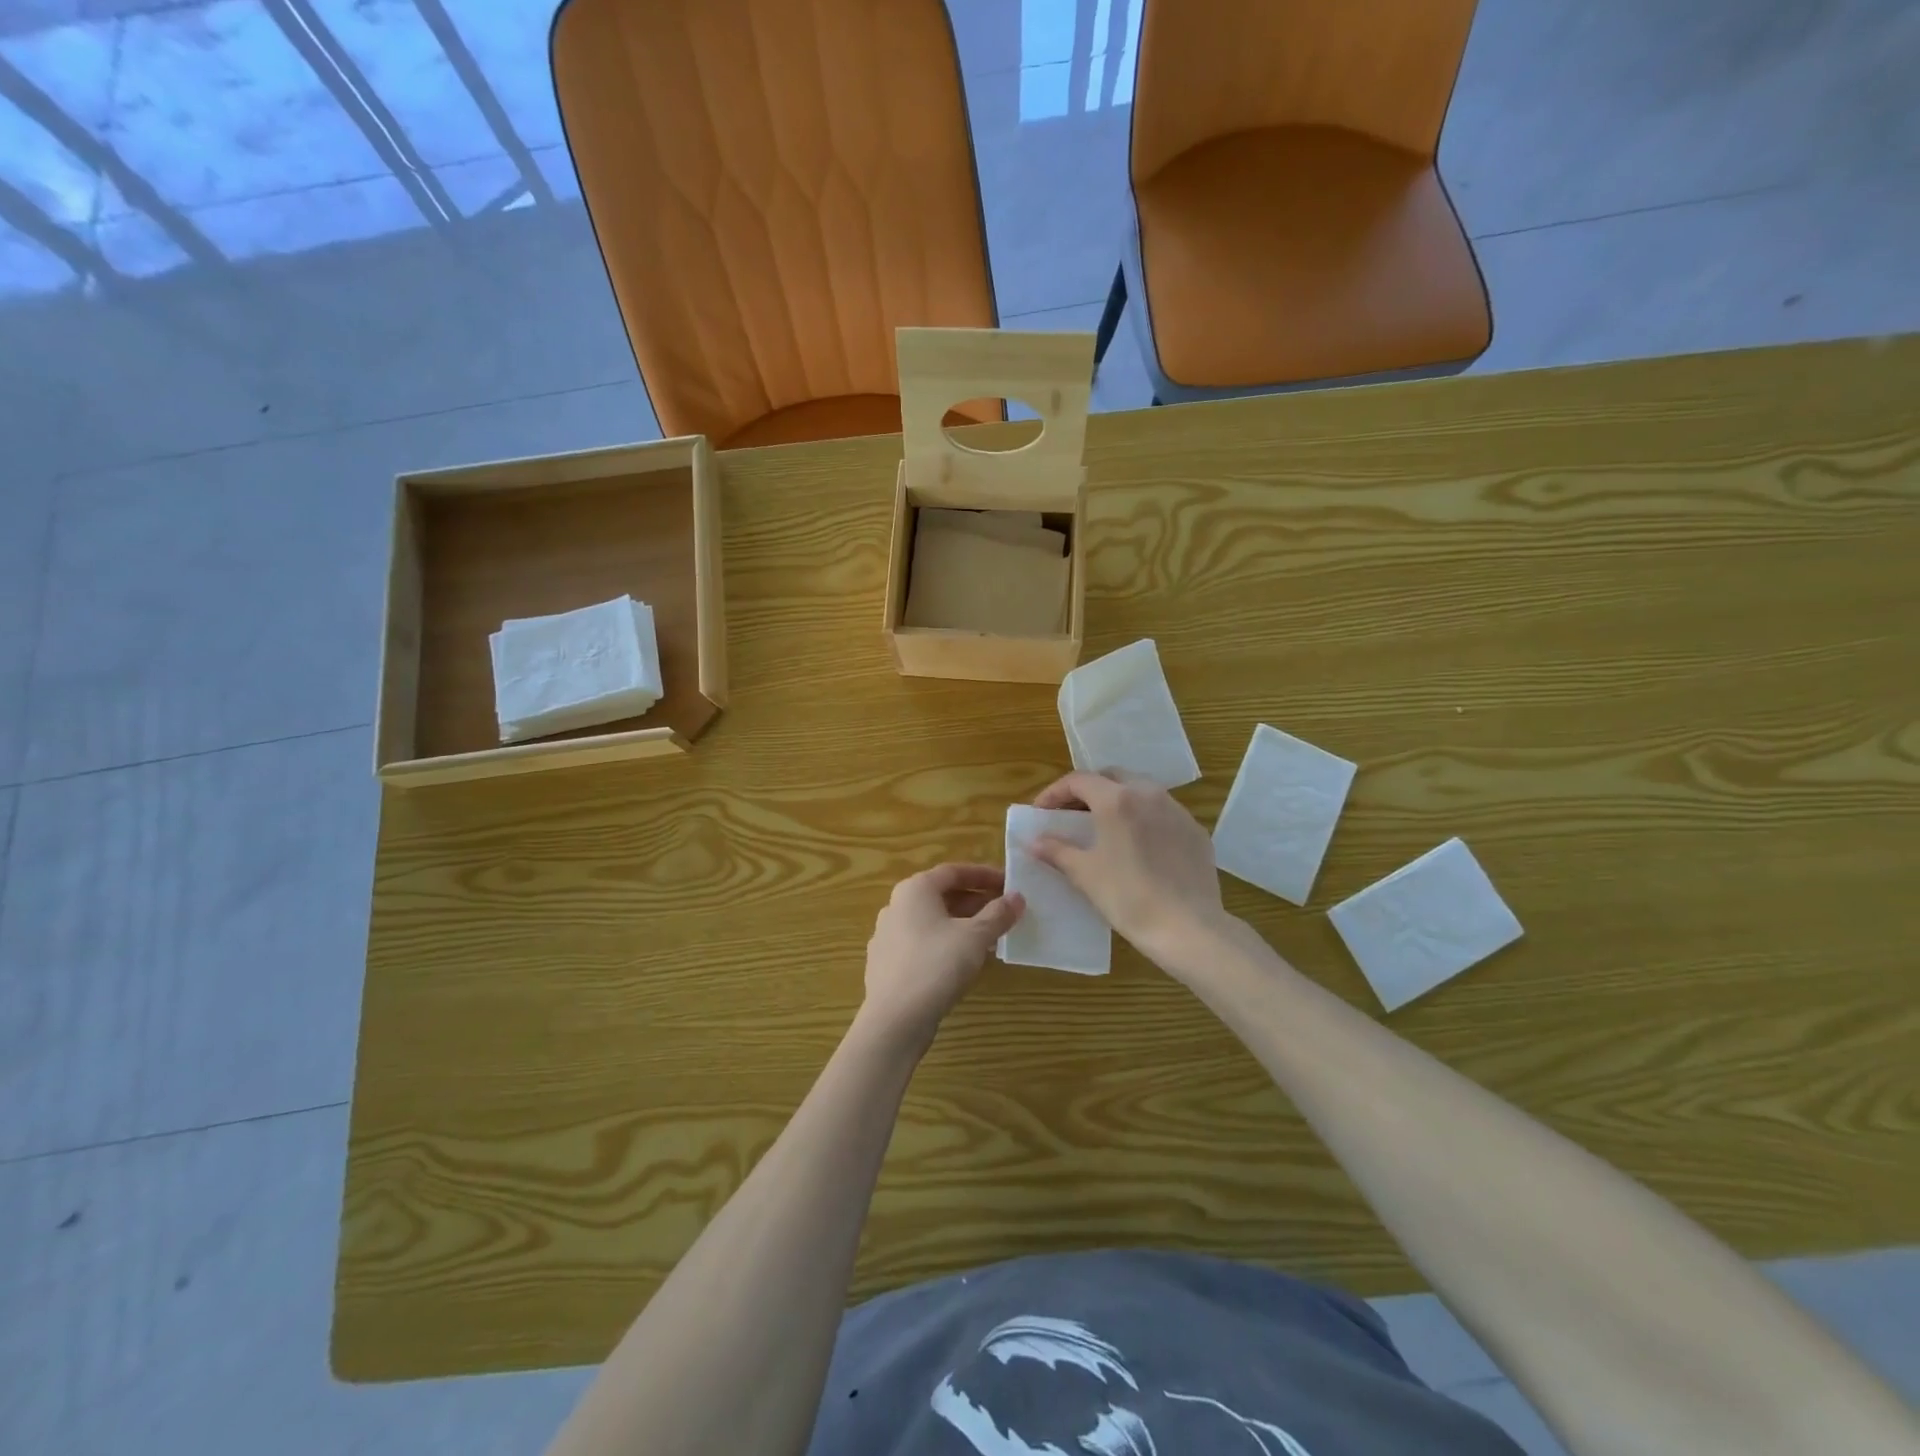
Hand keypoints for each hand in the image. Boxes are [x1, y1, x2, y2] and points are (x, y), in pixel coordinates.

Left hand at [860, 864, 1023, 1049]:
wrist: (895, 1019)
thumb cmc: (936, 965)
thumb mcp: (975, 937)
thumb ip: (998, 914)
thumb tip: (1017, 898)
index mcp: (914, 890)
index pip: (953, 871)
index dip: (983, 875)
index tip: (1008, 883)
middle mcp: (896, 906)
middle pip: (941, 895)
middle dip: (975, 902)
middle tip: (1004, 911)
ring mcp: (887, 935)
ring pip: (932, 921)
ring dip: (963, 924)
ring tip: (991, 937)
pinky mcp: (887, 963)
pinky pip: (922, 943)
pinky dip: (946, 943)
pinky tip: (964, 961)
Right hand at [1031, 770, 1232, 971]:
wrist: (1188, 928)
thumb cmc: (1128, 897)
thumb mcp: (1085, 874)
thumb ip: (1057, 851)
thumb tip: (1034, 842)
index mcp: (1117, 799)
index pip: (1078, 780)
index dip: (1054, 793)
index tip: (1041, 812)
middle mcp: (1149, 794)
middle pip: (1111, 777)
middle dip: (1087, 790)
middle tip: (1071, 814)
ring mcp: (1177, 810)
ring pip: (1140, 790)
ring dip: (1117, 800)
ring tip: (1104, 827)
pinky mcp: (1195, 830)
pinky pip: (1163, 813)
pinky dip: (1143, 818)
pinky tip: (1138, 845)